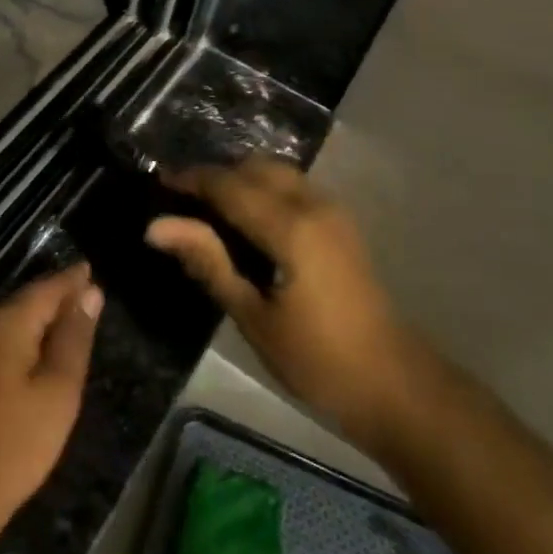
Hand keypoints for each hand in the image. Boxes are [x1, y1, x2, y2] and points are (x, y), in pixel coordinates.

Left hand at [0, 264, 102, 543]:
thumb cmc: (17, 442)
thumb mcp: (59, 389)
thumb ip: (74, 337)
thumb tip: (90, 292)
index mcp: (4, 322)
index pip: (46, 287)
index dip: (72, 279)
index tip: (92, 269)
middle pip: (25, 299)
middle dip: (55, 294)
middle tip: (87, 292)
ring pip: (9, 318)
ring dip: (38, 315)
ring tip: (67, 316)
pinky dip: (21, 334)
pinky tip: (34, 346)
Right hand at [146, 159, 414, 443]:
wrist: (395, 385)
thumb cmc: (318, 360)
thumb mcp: (253, 316)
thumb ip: (208, 262)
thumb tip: (157, 227)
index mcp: (291, 227)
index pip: (229, 185)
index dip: (191, 180)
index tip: (158, 184)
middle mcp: (314, 205)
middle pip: (255, 167)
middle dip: (217, 176)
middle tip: (182, 202)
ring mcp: (334, 212)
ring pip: (277, 173)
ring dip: (242, 180)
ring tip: (210, 212)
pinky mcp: (342, 225)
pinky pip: (294, 188)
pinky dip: (264, 190)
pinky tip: (247, 222)